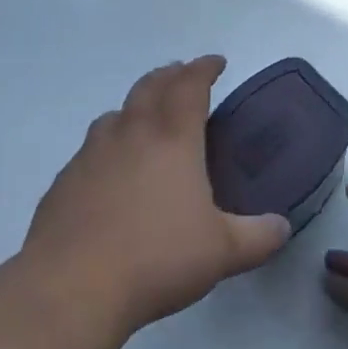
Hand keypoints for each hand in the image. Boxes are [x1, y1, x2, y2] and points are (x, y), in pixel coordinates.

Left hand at [24, 56, 290, 339]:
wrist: (72, 286)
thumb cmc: (156, 258)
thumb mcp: (222, 252)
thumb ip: (257, 237)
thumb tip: (282, 227)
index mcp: (172, 138)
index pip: (190, 85)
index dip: (204, 68)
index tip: (216, 62)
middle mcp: (131, 133)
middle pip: (150, 86)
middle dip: (170, 75)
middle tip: (182, 76)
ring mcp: (92, 154)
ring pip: (115, 113)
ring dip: (135, 106)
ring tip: (145, 120)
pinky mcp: (65, 181)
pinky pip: (90, 148)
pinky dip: (107, 144)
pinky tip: (109, 172)